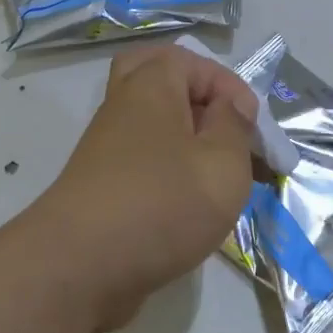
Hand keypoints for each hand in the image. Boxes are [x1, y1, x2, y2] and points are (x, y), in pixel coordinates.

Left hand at [35, 44, 258, 331]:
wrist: (81, 269)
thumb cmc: (162, 204)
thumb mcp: (223, 164)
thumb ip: (235, 127)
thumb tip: (230, 106)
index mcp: (151, 86)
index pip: (195, 63)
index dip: (232, 90)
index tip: (252, 131)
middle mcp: (123, 106)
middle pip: (156, 77)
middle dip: (195, 95)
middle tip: (220, 124)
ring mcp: (107, 147)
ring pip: (149, 121)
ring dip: (185, 136)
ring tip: (215, 171)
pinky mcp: (102, 185)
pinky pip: (141, 158)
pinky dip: (168, 167)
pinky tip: (190, 201)